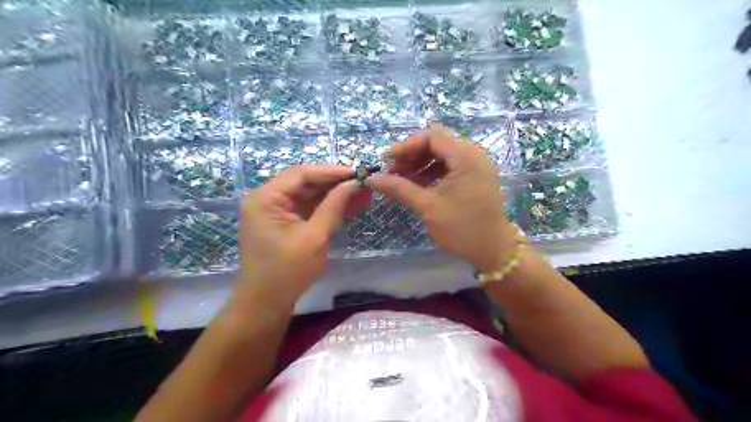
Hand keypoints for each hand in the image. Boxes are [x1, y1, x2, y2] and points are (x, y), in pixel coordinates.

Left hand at [237, 164, 367, 306]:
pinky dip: (327, 207)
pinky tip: (350, 206)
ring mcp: (275, 210)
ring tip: (363, 194)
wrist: (266, 303)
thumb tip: (354, 183)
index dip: (331, 172)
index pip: (301, 174)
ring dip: (334, 195)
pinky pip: (308, 208)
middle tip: (363, 184)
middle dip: (335, 184)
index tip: (357, 173)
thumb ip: (333, 206)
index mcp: (266, 198)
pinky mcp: (284, 222)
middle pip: (305, 182)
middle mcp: (267, 198)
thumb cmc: (287, 271)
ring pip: (309, 195)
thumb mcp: (314, 237)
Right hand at [368, 123, 520, 271]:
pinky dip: (431, 172)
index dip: (406, 146)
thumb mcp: (428, 207)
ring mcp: (476, 164)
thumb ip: (399, 188)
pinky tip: (417, 185)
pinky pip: (449, 165)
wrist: (493, 250)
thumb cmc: (462, 228)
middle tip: (393, 172)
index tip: (386, 162)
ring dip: (420, 163)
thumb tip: (371, 179)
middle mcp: (474, 154)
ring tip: (401, 180)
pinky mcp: (474, 175)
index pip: (431, 136)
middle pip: (436, 142)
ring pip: (441, 153)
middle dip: (412, 155)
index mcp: (466, 157)